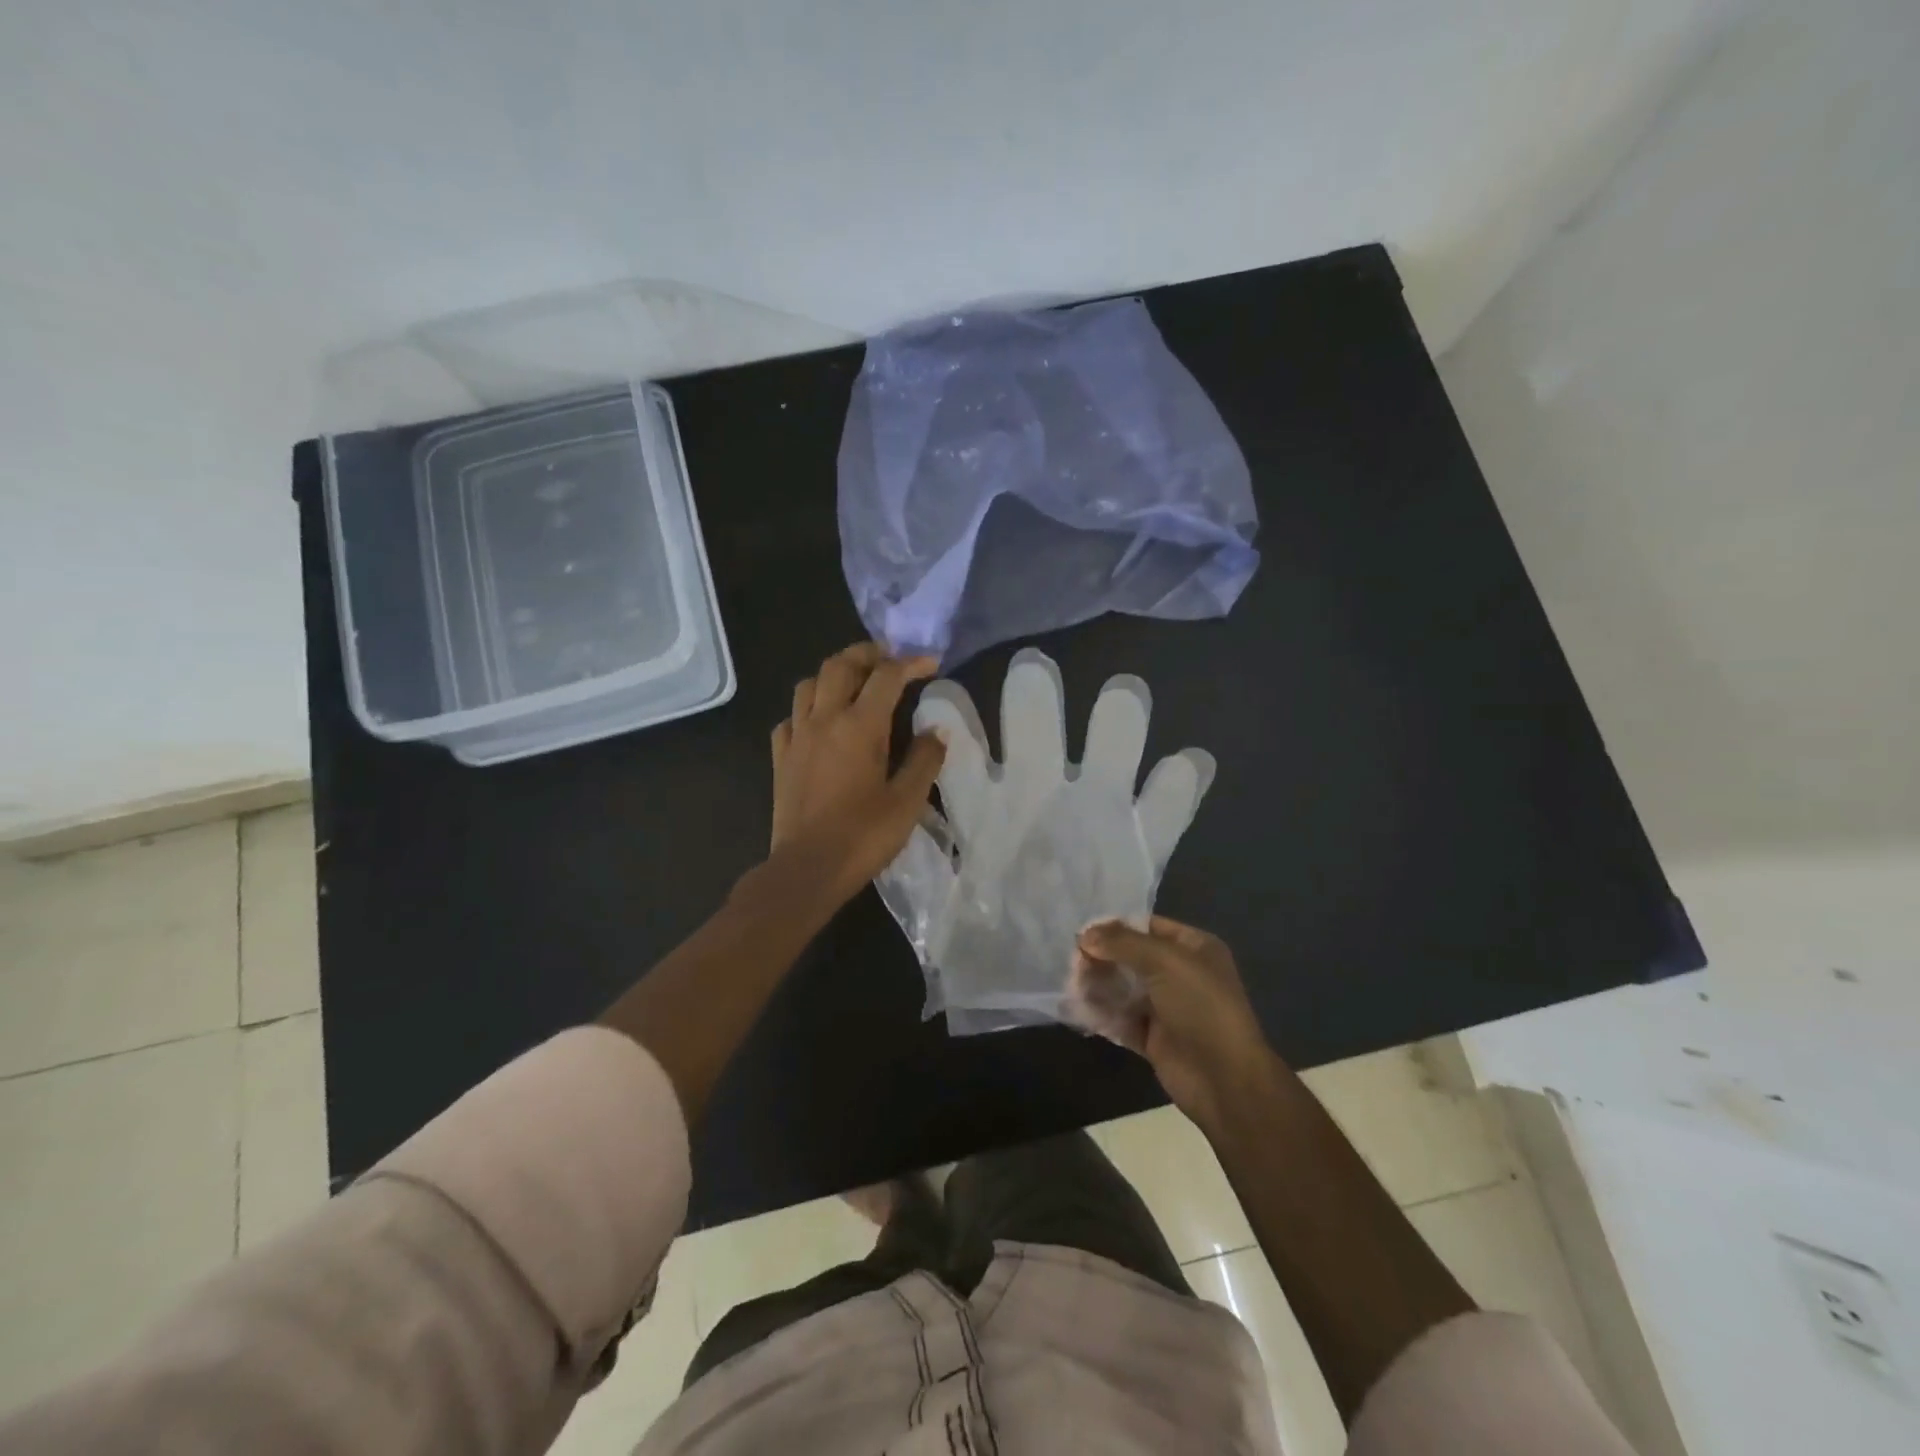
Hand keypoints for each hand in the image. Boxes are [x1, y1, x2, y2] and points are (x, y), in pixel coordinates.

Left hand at [770, 643, 946, 902]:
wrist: (807, 868)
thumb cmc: (863, 835)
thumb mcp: (907, 800)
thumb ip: (924, 759)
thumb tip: (936, 731)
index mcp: (860, 725)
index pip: (887, 675)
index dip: (911, 663)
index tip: (931, 664)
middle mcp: (824, 719)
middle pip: (840, 665)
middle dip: (867, 654)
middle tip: (889, 660)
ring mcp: (797, 737)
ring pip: (809, 684)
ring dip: (833, 675)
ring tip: (853, 685)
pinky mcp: (780, 758)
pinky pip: (790, 718)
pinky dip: (807, 709)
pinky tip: (819, 723)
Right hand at [1071, 916, 1275, 1130]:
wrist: (1225, 1079)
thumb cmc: (1201, 1007)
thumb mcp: (1165, 962)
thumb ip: (1123, 943)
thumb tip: (1085, 934)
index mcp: (1193, 948)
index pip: (1148, 926)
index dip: (1116, 927)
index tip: (1082, 933)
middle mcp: (1180, 973)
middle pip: (1131, 957)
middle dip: (1102, 958)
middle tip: (1074, 964)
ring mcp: (1167, 1007)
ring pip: (1123, 988)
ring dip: (1098, 985)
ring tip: (1073, 986)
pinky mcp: (1153, 1037)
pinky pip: (1121, 1019)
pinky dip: (1102, 1014)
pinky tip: (1080, 1009)